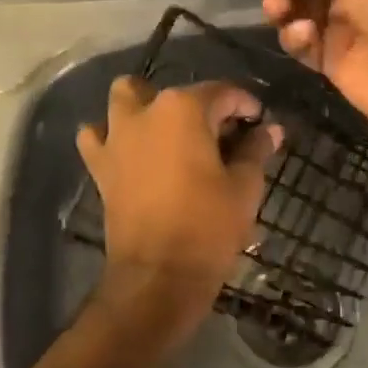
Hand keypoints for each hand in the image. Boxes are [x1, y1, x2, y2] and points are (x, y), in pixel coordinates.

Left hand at [76, 78, 282, 333]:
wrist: (158, 275)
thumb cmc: (208, 227)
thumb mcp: (244, 186)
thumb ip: (255, 150)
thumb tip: (271, 129)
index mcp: (184, 109)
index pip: (222, 92)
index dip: (245, 105)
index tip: (259, 122)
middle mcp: (145, 112)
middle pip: (175, 93)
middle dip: (198, 105)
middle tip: (218, 134)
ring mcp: (116, 137)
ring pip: (125, 98)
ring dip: (145, 105)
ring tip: (167, 131)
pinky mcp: (100, 165)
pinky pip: (97, 136)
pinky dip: (110, 136)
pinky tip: (129, 150)